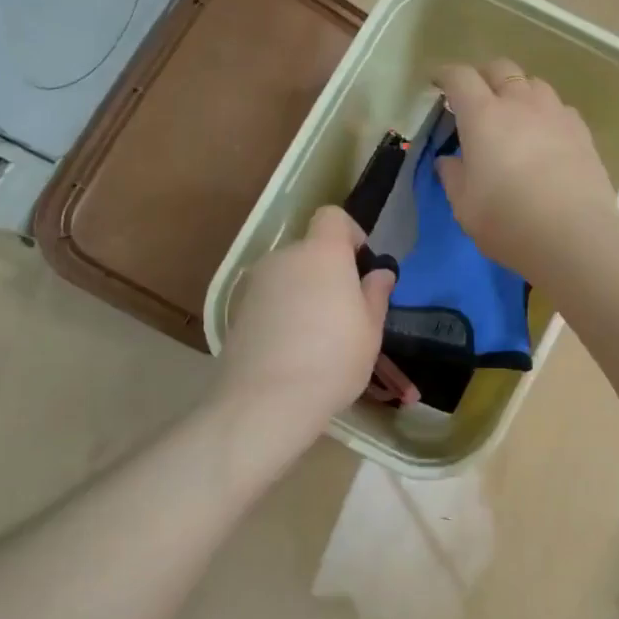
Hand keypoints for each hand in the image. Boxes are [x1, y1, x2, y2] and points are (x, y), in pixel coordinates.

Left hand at [216, 206, 395, 436]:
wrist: (265, 400)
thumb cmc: (333, 359)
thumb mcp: (370, 329)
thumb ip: (375, 294)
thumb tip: (380, 273)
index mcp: (322, 253)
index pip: (332, 217)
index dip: (350, 234)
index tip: (361, 266)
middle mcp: (285, 257)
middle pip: (310, 250)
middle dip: (329, 272)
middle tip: (347, 311)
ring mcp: (256, 284)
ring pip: (290, 277)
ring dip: (306, 294)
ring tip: (319, 337)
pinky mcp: (238, 310)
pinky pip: (271, 300)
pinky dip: (284, 313)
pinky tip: (293, 350)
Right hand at [434, 60, 618, 277]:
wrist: (575, 238)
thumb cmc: (508, 222)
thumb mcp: (465, 207)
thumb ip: (453, 177)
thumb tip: (449, 160)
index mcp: (483, 116)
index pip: (460, 78)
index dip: (445, 75)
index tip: (437, 84)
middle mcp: (520, 104)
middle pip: (500, 69)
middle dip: (483, 76)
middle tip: (474, 99)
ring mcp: (555, 114)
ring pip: (533, 84)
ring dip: (517, 92)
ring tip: (513, 116)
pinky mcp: (582, 131)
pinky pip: (558, 108)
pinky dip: (544, 113)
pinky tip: (544, 137)